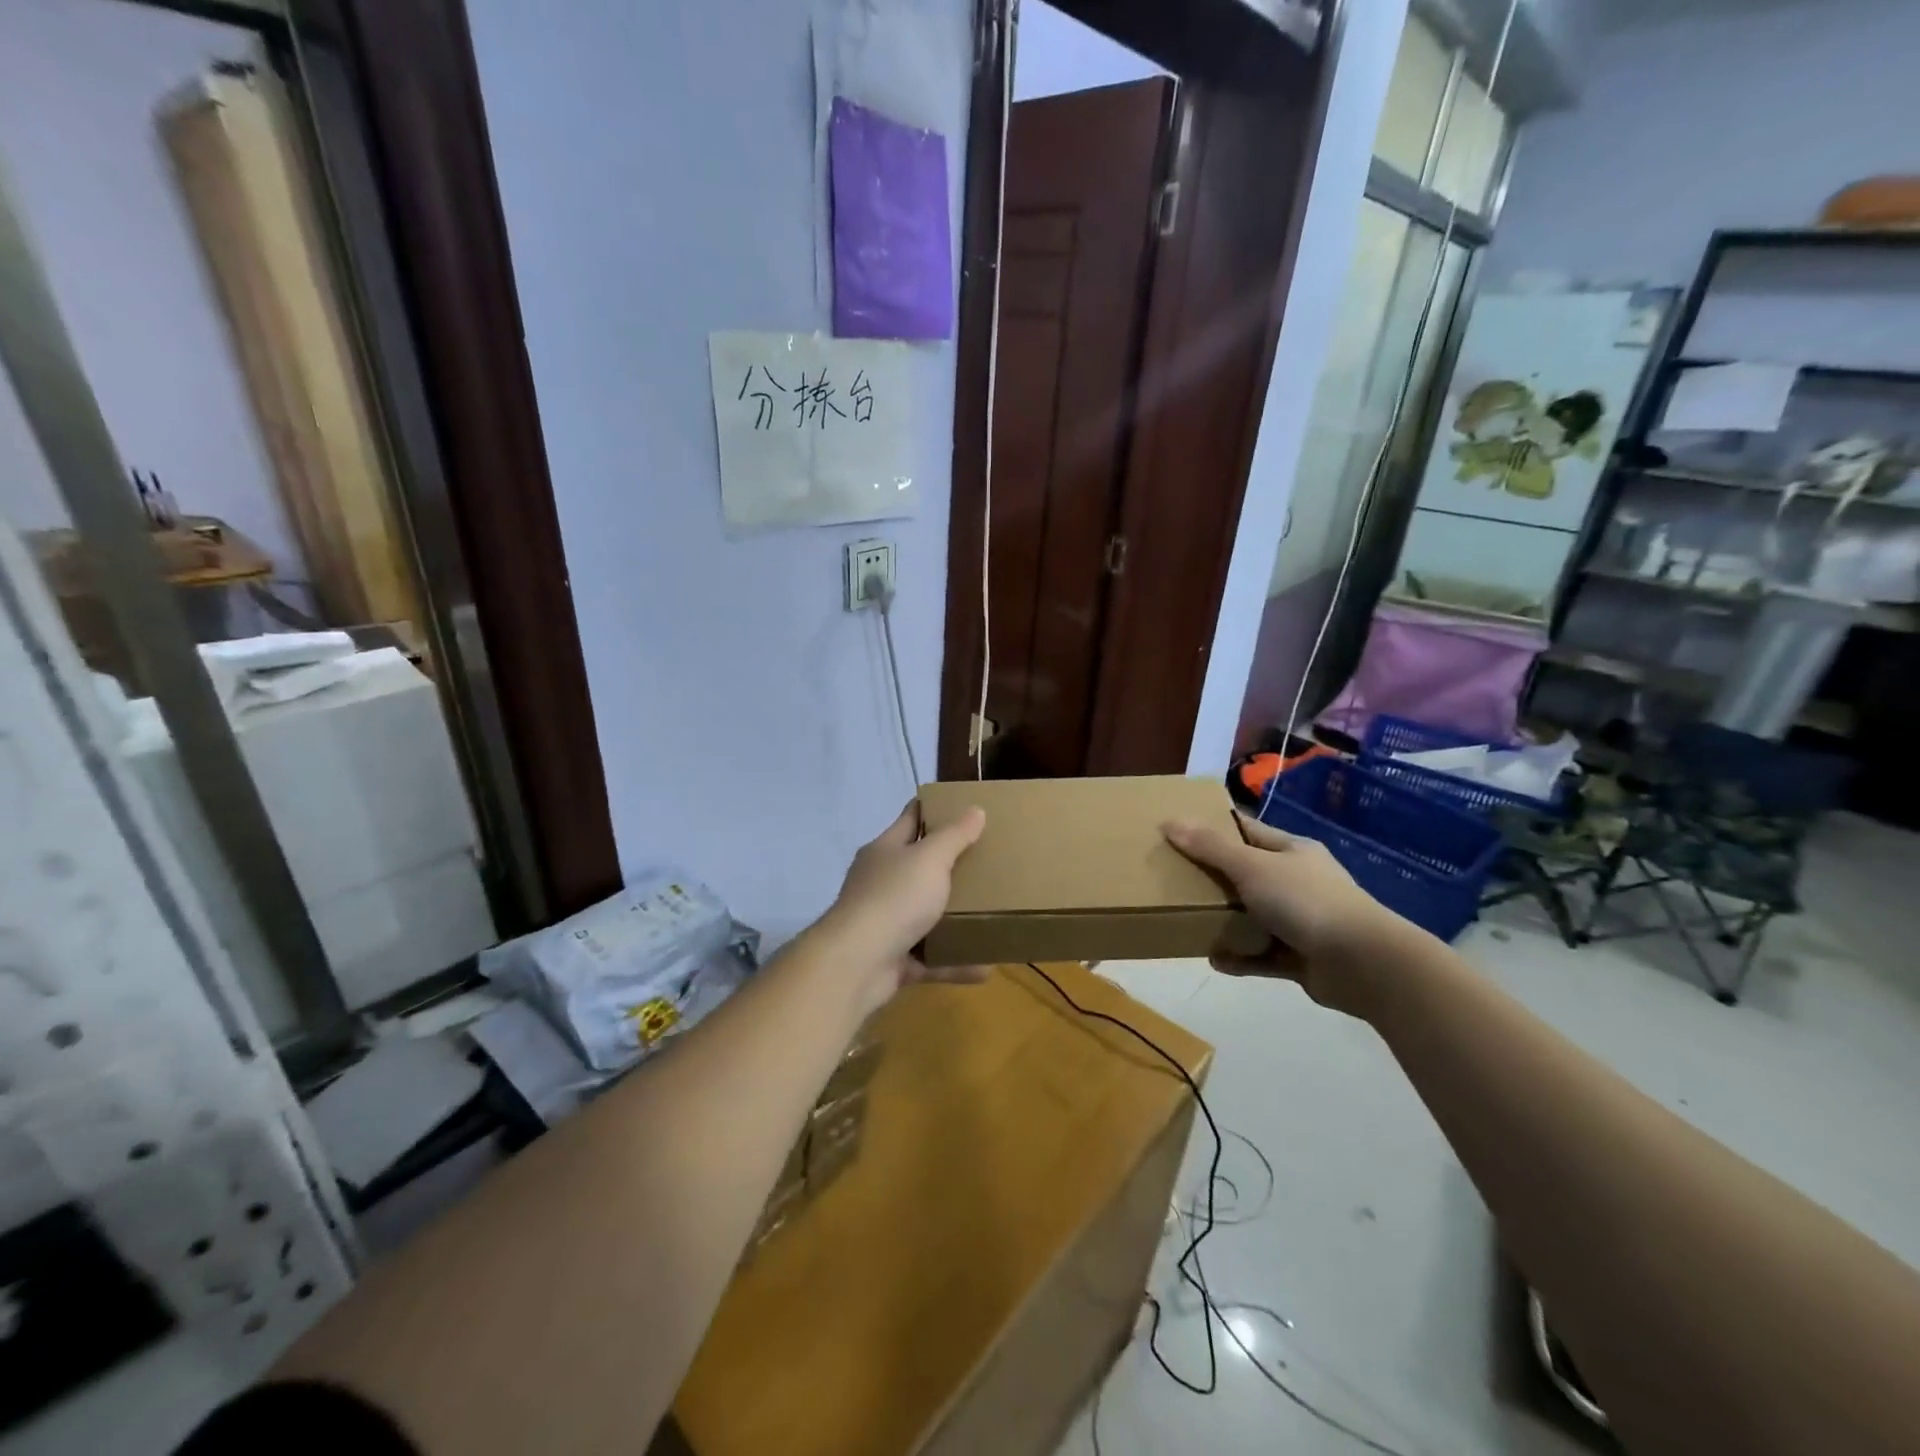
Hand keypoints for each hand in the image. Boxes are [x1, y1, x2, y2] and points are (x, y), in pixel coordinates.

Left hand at [816, 801, 988, 1007]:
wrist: (856, 964)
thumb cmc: (894, 898)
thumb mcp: (930, 859)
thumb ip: (954, 836)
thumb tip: (975, 809)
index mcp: (886, 851)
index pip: (911, 819)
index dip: (934, 810)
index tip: (963, 806)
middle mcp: (882, 882)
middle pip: (919, 868)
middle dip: (950, 866)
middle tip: (987, 861)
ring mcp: (885, 922)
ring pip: (925, 915)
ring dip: (954, 917)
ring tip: (989, 912)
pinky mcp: (892, 959)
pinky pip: (930, 957)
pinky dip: (955, 963)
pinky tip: (985, 966)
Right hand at [1163, 812, 1401, 1018]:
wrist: (1363, 963)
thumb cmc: (1306, 901)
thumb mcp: (1252, 866)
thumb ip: (1210, 847)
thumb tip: (1169, 822)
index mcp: (1292, 851)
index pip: (1248, 831)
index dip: (1215, 829)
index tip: (1180, 831)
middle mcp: (1297, 881)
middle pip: (1247, 874)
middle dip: (1214, 877)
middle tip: (1175, 878)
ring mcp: (1301, 921)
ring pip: (1253, 916)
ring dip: (1225, 920)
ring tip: (1188, 920)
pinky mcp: (1300, 958)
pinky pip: (1261, 954)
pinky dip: (1240, 956)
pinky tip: (1214, 958)